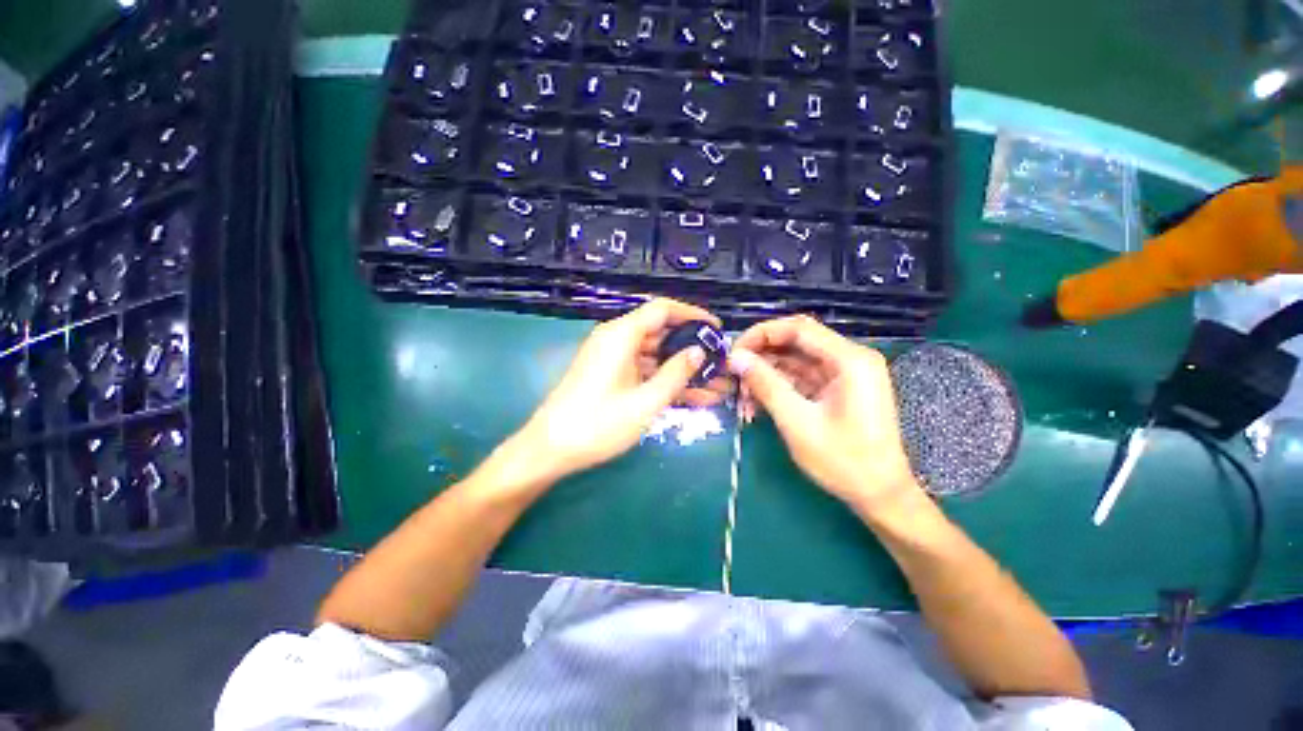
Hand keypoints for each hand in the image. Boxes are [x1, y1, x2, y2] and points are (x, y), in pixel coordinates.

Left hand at [507, 298, 725, 486]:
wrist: (550, 450)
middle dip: (693, 349)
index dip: (692, 315)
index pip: (663, 310)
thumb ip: (675, 374)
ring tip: (717, 385)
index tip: (716, 330)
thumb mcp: (645, 401)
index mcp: (621, 335)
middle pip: (661, 333)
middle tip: (721, 363)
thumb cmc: (598, 424)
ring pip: (656, 356)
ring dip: (683, 370)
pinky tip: (695, 397)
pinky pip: (645, 372)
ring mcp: (613, 360)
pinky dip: (666, 382)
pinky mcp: (612, 377)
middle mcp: (616, 340)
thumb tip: (699, 352)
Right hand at [728, 315, 922, 514]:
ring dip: (766, 374)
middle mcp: (849, 358)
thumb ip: (765, 384)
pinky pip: (801, 378)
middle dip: (761, 356)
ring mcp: (843, 374)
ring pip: (795, 360)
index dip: (761, 334)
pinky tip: (757, 403)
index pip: (798, 328)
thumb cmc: (843, 461)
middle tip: (734, 374)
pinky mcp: (836, 389)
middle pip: (796, 342)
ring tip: (742, 395)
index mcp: (850, 360)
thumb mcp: (797, 421)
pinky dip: (778, 387)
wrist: (880, 496)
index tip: (734, 352)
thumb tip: (735, 357)